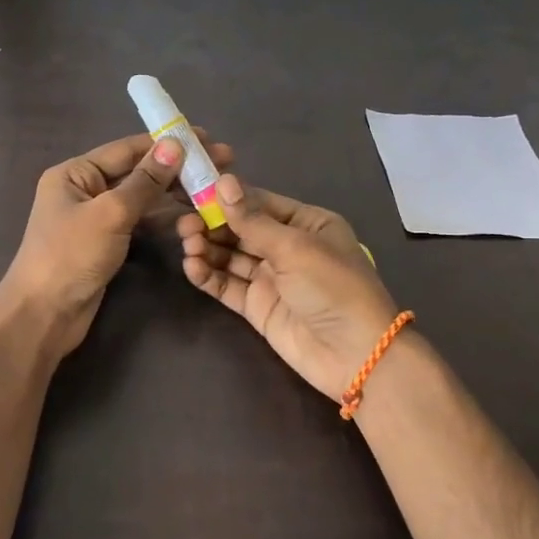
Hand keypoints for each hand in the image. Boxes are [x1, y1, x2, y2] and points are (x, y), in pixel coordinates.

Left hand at [3, 129, 234, 359]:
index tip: (206, 138)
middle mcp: (84, 189)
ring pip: (140, 197)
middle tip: (221, 163)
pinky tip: (191, 213)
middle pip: (136, 171)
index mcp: (75, 173)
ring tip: (212, 187)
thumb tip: (174, 145)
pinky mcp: (106, 242)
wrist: (45, 315)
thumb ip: (144, 180)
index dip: (167, 143)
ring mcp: (95, 217)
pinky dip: (162, 216)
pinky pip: (138, 220)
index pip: (127, 149)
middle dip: (176, 167)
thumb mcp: (110, 213)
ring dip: (173, 191)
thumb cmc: (71, 256)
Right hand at [178, 174, 398, 401]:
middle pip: (240, 228)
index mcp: (306, 223)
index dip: (226, 196)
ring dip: (207, 248)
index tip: (192, 189)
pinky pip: (227, 284)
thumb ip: (253, 220)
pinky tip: (191, 266)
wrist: (354, 355)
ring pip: (230, 256)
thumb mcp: (294, 247)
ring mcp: (271, 278)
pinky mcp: (257, 306)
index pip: (259, 202)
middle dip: (212, 224)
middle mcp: (287, 247)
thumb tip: (223, 182)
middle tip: (184, 224)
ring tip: (187, 245)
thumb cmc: (332, 287)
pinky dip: (208, 275)